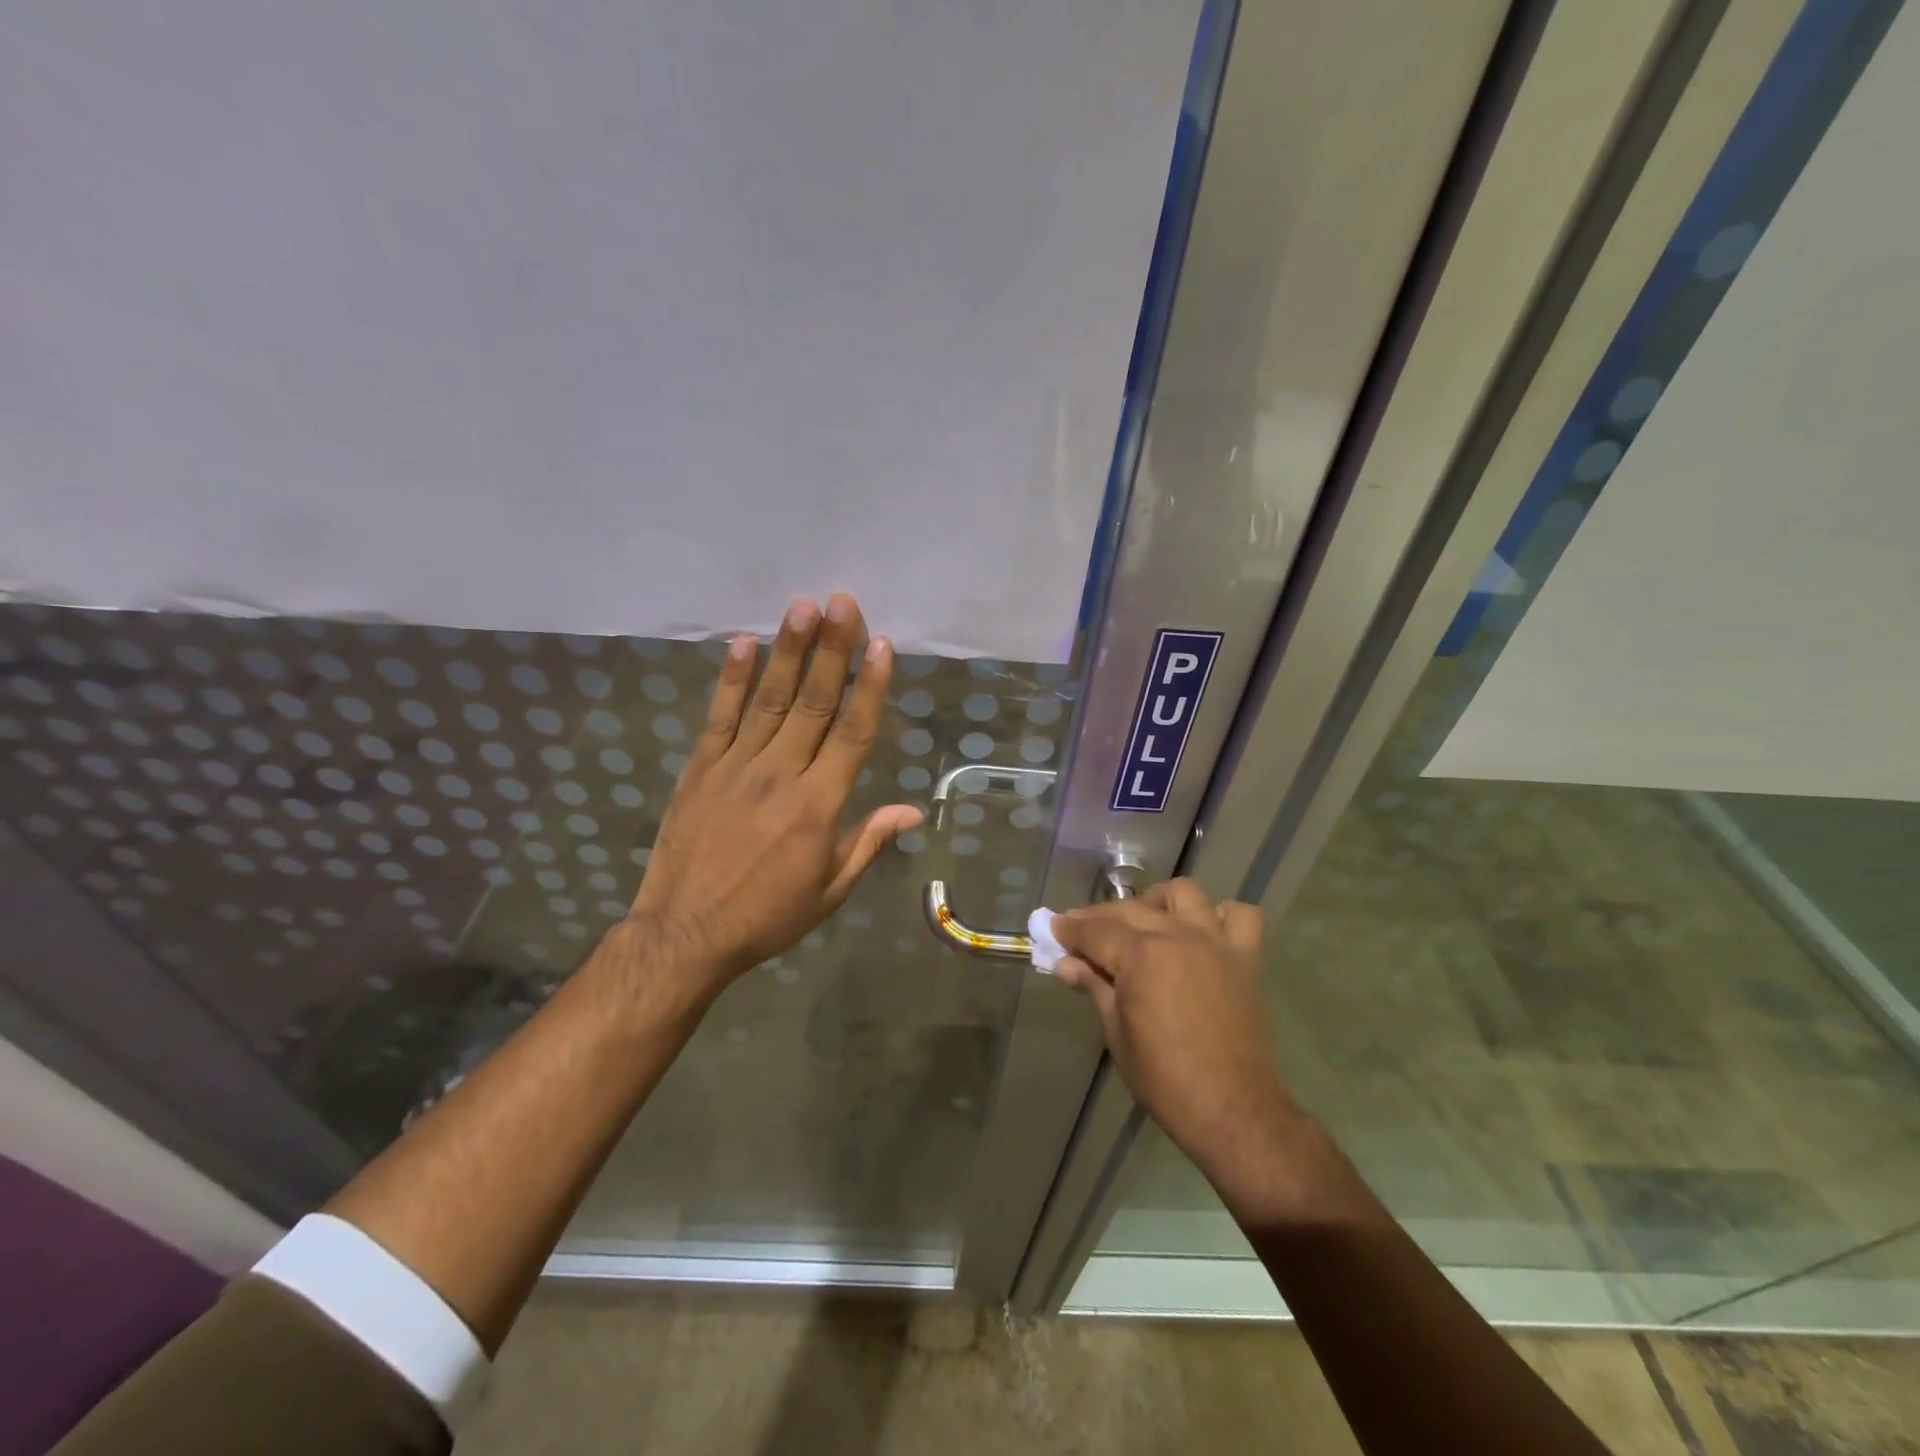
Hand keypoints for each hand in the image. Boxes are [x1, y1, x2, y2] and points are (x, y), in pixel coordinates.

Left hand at [623, 593, 921, 1007]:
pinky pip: (720, 716)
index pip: (852, 734)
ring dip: (788, 651)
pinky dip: (733, 679)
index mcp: (819, 805)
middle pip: (813, 702)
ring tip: (803, 607)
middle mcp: (780, 774)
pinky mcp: (700, 768)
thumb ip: (868, 842)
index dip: (870, 688)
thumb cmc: (767, 916)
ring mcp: (735, 766)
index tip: (883, 646)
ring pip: (769, 699)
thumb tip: (912, 811)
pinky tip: (745, 643)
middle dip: (831, 649)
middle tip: (843, 602)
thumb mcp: (830, 890)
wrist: (685, 933)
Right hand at [1053, 881, 1306, 1217]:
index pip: (1095, 932)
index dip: (1070, 929)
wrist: (1233, 1111)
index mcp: (1142, 956)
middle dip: (1099, 916)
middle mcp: (1178, 936)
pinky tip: (1202, 933)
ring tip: (1144, 925)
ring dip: (1157, 903)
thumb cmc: (1164, 1079)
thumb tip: (1065, 964)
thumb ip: (1094, 987)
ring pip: (1183, 894)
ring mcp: (1216, 943)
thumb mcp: (1117, 1033)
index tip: (1053, 928)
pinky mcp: (1246, 958)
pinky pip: (1239, 915)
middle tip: (1081, 932)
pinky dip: (1219, 916)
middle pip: (1130, 909)